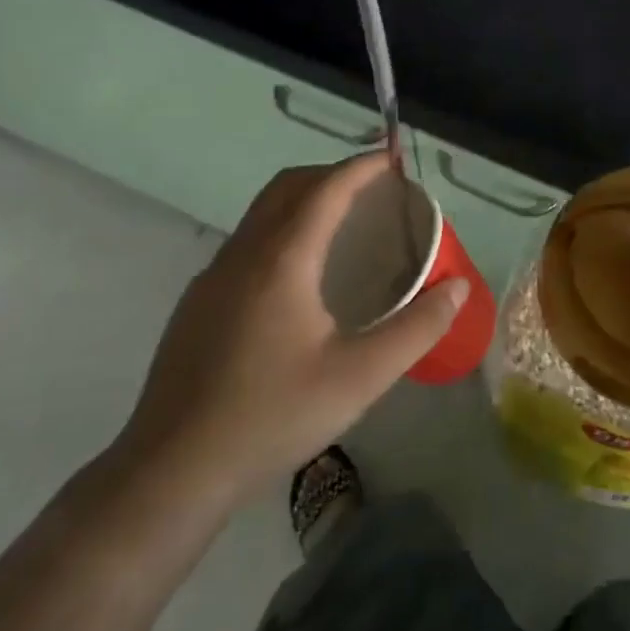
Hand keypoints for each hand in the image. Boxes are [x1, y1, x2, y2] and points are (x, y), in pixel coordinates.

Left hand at [111, 152, 466, 507]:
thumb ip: (417, 328)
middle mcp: (242, 255)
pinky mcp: (197, 304)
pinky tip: (299, 277)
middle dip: (331, 174)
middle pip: (287, 187)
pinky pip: (246, 242)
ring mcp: (212, 278)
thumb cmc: (272, 416)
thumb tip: (458, 287)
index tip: (392, 158)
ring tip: (343, 225)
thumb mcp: (361, 378)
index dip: (361, 166)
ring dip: (303, 200)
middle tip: (373, 189)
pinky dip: (281, 230)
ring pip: (261, 213)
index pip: (326, 189)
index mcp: (281, 261)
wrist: (171, 472)